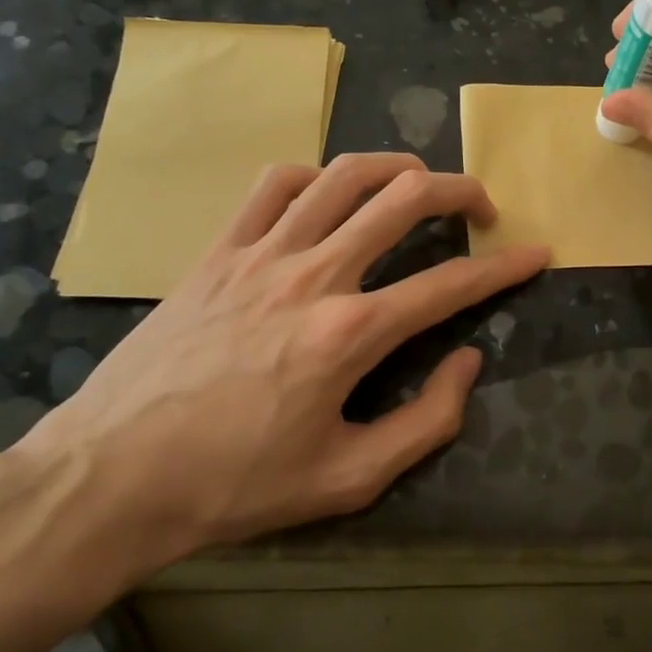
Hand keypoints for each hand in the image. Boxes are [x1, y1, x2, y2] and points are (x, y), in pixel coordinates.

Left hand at [17, 154, 548, 569]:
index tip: (537, 252)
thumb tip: (467, 361)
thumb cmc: (236, 485)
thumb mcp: (348, 479)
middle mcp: (314, 275)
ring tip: (418, 182)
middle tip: (481, 209)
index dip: (505, 267)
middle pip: (405, 199)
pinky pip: (274, 185)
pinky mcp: (219, 250)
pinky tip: (327, 194)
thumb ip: (426, 421)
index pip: (450, 284)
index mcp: (350, 334)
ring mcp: (262, 253)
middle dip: (461, 191)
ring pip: (343, 175)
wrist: (114, 475)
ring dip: (395, 167)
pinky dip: (314, 176)